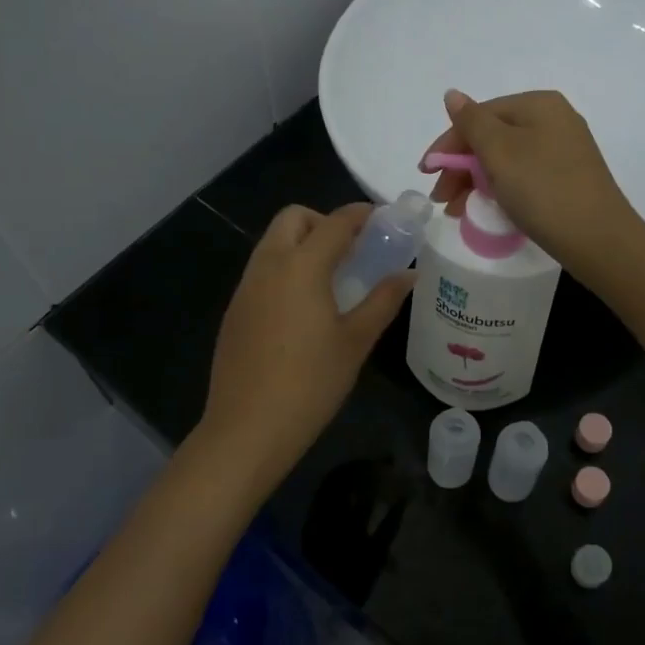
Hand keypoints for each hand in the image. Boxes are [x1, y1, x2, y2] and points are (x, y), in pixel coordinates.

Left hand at [197, 203, 412, 493]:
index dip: (361, 215)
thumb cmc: (310, 384)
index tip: (384, 220)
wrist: (247, 429)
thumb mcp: (355, 341)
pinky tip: (304, 307)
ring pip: (273, 243)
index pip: (335, 222)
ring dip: (302, 244)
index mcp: (300, 266)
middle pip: (293, 219)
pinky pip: (262, 271)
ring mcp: (245, 288)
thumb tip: (409, 274)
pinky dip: (285, 269)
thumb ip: (383, 300)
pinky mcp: (235, 311)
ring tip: (332, 279)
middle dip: (324, 222)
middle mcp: (268, 266)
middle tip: (353, 251)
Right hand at [420, 89, 644, 282]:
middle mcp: (554, 120)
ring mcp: (564, 150)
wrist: (598, 239)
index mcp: (538, 105)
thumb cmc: (543, 189)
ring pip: (505, 160)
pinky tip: (486, 210)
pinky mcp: (568, 178)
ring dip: (475, 182)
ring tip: (457, 211)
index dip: (448, 144)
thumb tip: (452, 94)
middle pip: (492, 137)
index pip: (479, 116)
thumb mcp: (500, 152)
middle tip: (440, 199)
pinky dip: (499, 190)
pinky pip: (523, 176)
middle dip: (461, 167)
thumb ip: (472, 122)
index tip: (426, 174)